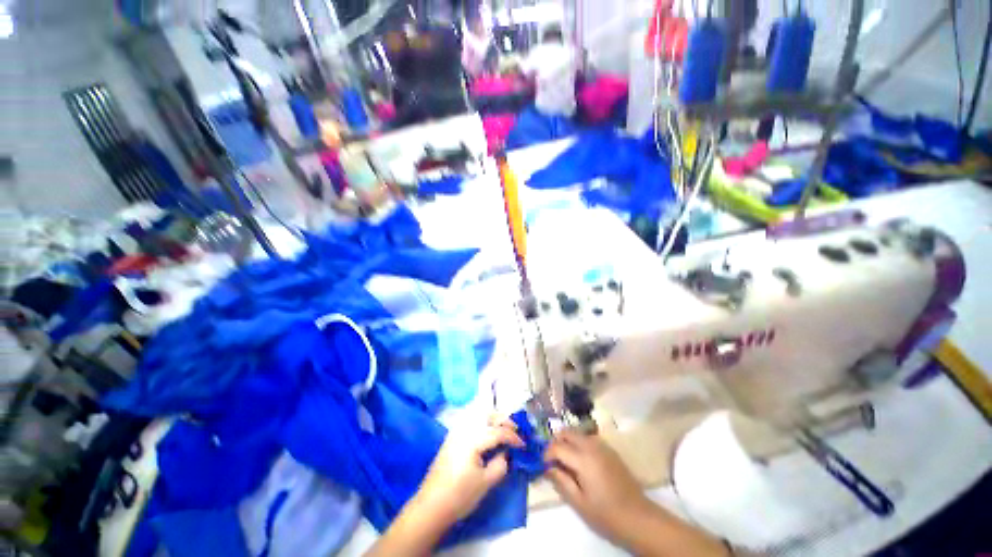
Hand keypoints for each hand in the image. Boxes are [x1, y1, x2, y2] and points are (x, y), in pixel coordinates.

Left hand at [412, 422, 524, 525]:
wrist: (431, 506)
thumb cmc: (459, 496)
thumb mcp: (485, 483)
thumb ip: (500, 464)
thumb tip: (507, 454)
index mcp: (472, 439)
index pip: (497, 432)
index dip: (513, 437)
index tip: (523, 445)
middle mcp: (463, 429)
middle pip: (487, 414)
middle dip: (503, 420)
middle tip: (515, 431)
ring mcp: (456, 431)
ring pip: (478, 414)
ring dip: (493, 418)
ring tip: (503, 430)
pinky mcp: (452, 437)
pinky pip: (470, 420)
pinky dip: (482, 422)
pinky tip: (488, 433)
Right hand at [544, 431, 652, 538]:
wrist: (639, 518)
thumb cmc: (606, 515)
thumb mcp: (579, 503)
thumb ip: (561, 481)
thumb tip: (548, 468)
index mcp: (583, 459)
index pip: (557, 446)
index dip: (546, 454)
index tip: (542, 465)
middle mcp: (592, 446)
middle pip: (567, 432)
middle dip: (556, 442)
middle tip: (552, 460)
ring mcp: (603, 446)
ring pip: (578, 433)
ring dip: (567, 442)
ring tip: (565, 461)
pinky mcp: (610, 450)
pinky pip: (588, 439)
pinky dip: (579, 444)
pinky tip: (580, 462)